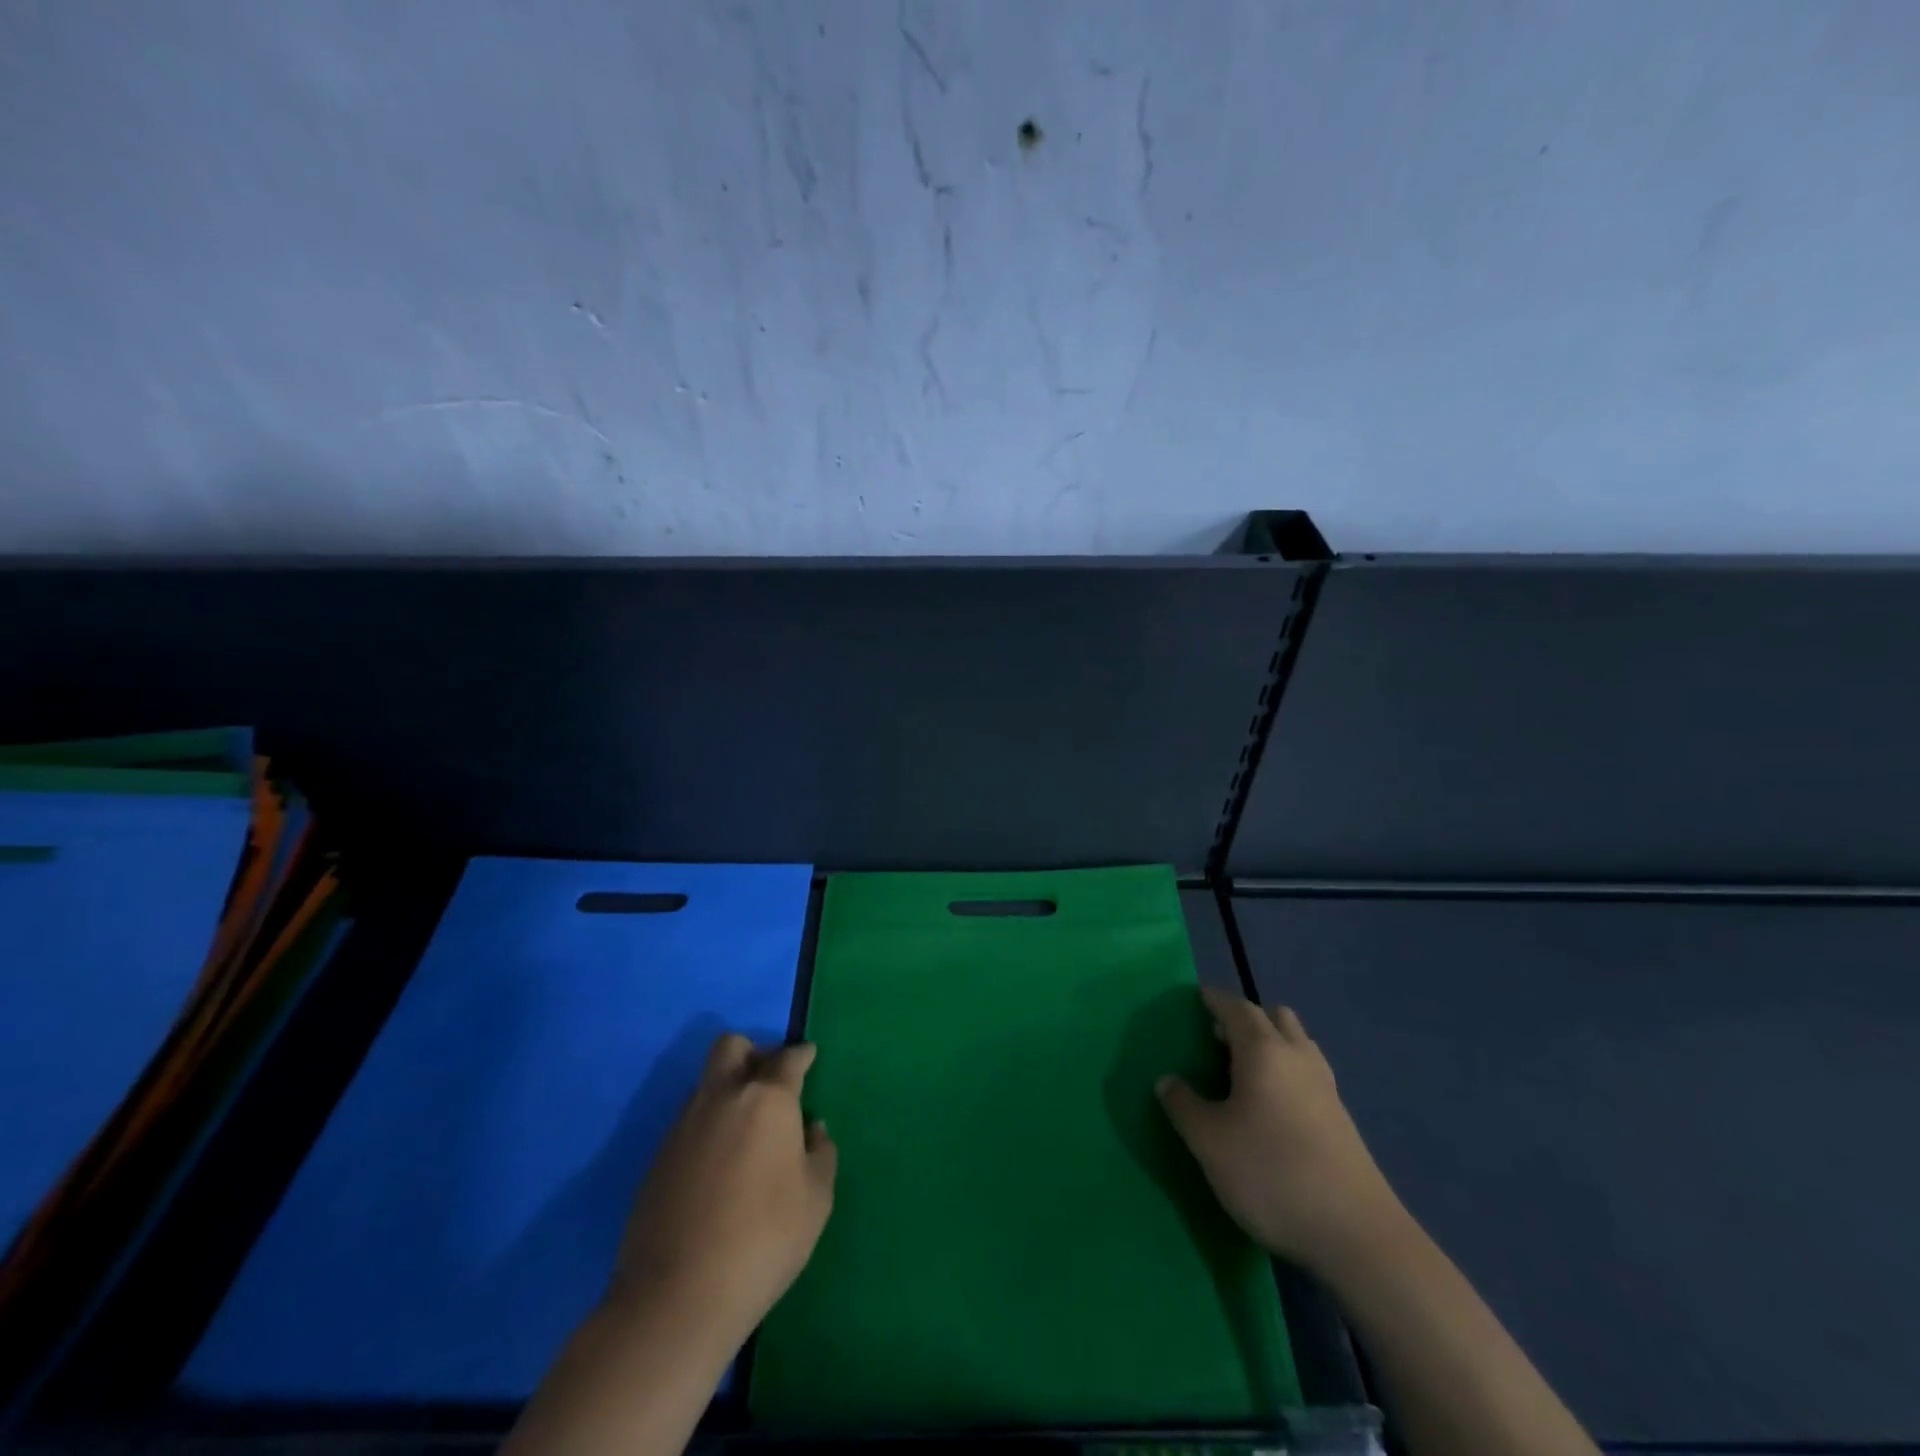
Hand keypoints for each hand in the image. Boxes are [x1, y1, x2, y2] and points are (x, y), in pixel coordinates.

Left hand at [613, 1033, 836, 1347]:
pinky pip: (690, 1121)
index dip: (801, 1055)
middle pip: (732, 1047)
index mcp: (767, 1099)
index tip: (808, 1056)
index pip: (787, 1059)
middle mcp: (723, 1098)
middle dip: (753, 1053)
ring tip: (747, 1129)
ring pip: (708, 1083)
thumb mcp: (816, 1200)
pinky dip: (709, 1126)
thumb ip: (821, 1154)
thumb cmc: (763, 1240)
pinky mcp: (658, 1157)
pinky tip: (720, 1163)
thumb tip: (812, 1130)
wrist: (676, 1296)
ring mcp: (684, 1125)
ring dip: (728, 1090)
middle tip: (770, 1081)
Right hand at [1158, 988, 1404, 1274]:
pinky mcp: (1341, 1118)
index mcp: (1263, 1050)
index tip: (1195, 999)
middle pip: (1273, 1016)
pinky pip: (1307, 1072)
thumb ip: (1183, 1105)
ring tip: (1241, 1071)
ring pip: (1296, 1043)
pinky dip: (1286, 1070)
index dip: (1214, 999)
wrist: (1357, 1236)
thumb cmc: (1271, 1174)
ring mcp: (1325, 1087)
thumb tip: (1168, 1080)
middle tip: (1216, 1039)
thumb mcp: (1209, 1142)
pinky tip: (1270, 1105)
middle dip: (1245, 1018)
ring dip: (1269, 1043)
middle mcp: (1297, 1056)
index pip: (1236, 1006)